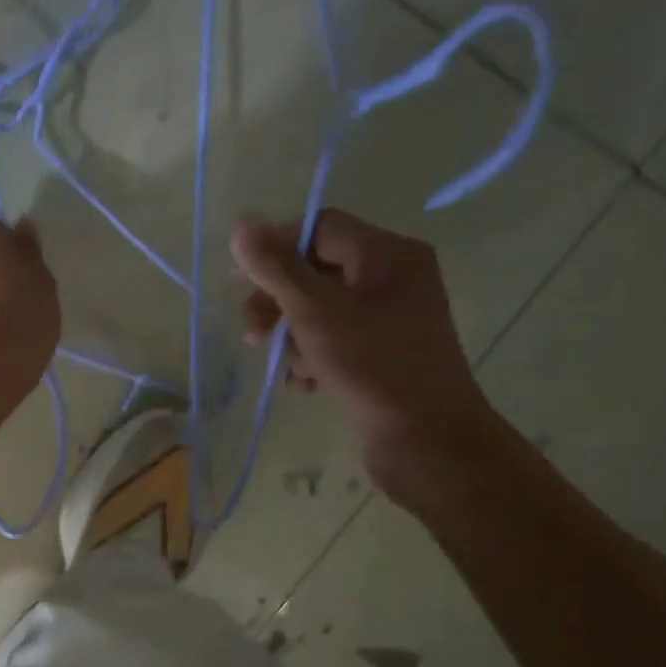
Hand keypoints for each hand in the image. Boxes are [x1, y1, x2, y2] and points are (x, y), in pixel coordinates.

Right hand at [231, 209, 499, 497]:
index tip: (239, 283)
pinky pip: (332, 343)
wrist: (426, 441)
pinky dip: (311, 361)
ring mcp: (387, 320)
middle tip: (253, 337)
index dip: (276, 249)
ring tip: (290, 370)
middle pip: (316, 272)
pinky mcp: (379, 356)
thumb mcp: (317, 314)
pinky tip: (305, 386)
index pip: (320, 228)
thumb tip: (242, 224)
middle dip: (279, 304)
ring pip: (318, 313)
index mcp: (388, 255)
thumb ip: (277, 270)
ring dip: (292, 339)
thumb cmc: (374, 369)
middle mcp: (391, 279)